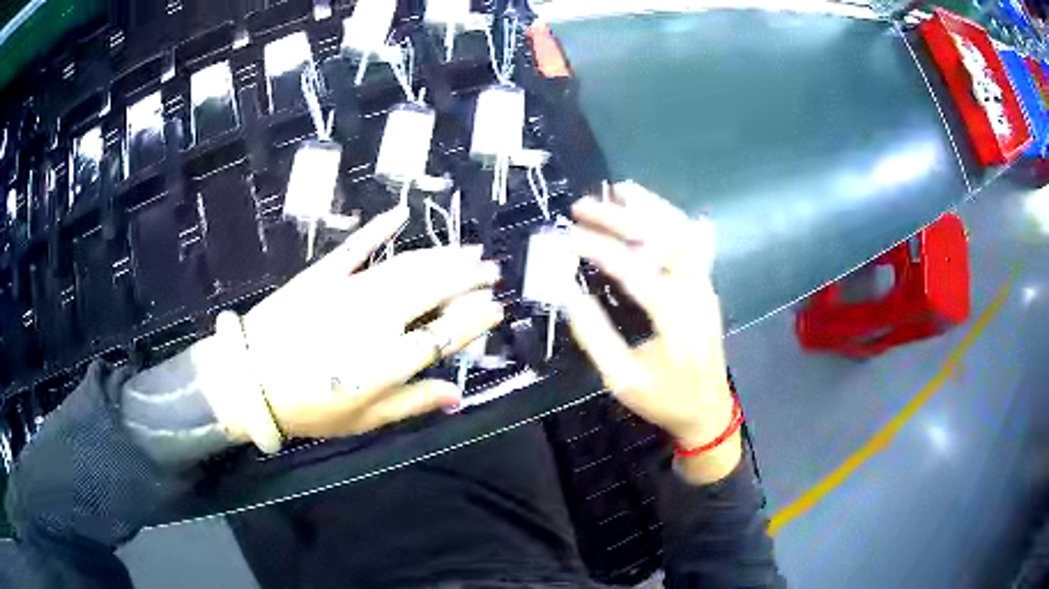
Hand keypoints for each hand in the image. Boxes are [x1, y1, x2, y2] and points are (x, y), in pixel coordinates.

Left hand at [210, 205, 502, 440]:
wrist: (249, 381)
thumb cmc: (309, 409)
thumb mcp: (364, 419)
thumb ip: (412, 402)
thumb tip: (456, 395)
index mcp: (388, 360)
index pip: (444, 334)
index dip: (474, 320)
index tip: (496, 309)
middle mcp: (376, 319)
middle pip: (433, 290)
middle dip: (468, 277)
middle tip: (491, 269)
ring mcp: (349, 290)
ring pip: (406, 266)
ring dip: (441, 255)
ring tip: (468, 248)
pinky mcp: (324, 274)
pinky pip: (357, 246)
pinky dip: (379, 227)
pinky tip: (401, 213)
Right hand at [565, 182, 739, 483]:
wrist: (708, 411)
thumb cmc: (665, 399)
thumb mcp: (622, 379)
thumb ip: (595, 334)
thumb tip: (566, 293)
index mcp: (674, 316)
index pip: (634, 268)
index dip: (598, 247)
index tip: (567, 235)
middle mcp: (695, 291)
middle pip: (661, 239)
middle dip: (621, 217)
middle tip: (583, 205)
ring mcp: (705, 286)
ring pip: (682, 233)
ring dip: (651, 208)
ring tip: (620, 189)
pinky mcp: (706, 288)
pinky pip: (694, 244)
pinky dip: (675, 221)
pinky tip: (661, 209)